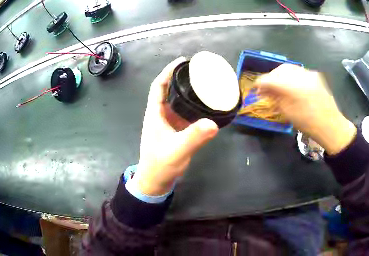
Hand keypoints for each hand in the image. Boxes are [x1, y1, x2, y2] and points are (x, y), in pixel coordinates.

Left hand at [135, 57, 218, 195]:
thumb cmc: (160, 165)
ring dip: (189, 92)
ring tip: (206, 84)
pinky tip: (206, 105)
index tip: (182, 61)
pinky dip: (194, 106)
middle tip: (200, 71)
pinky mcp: (176, 130)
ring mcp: (169, 123)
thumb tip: (213, 123)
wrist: (156, 181)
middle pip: (170, 90)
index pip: (159, 86)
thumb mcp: (176, 151)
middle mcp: (161, 114)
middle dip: (182, 78)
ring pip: (178, 101)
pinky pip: (185, 113)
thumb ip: (193, 138)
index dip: (168, 71)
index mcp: (155, 113)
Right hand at [255, 64, 355, 154]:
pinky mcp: (315, 76)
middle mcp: (301, 75)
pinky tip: (290, 85)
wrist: (330, 125)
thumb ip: (274, 97)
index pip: (269, 79)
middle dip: (270, 78)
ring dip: (280, 76)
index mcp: (292, 86)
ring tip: (278, 86)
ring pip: (289, 68)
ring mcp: (309, 74)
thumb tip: (264, 90)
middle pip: (279, 70)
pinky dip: (290, 76)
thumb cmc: (307, 123)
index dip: (260, 83)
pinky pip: (298, 71)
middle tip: (266, 88)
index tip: (256, 90)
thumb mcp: (287, 112)